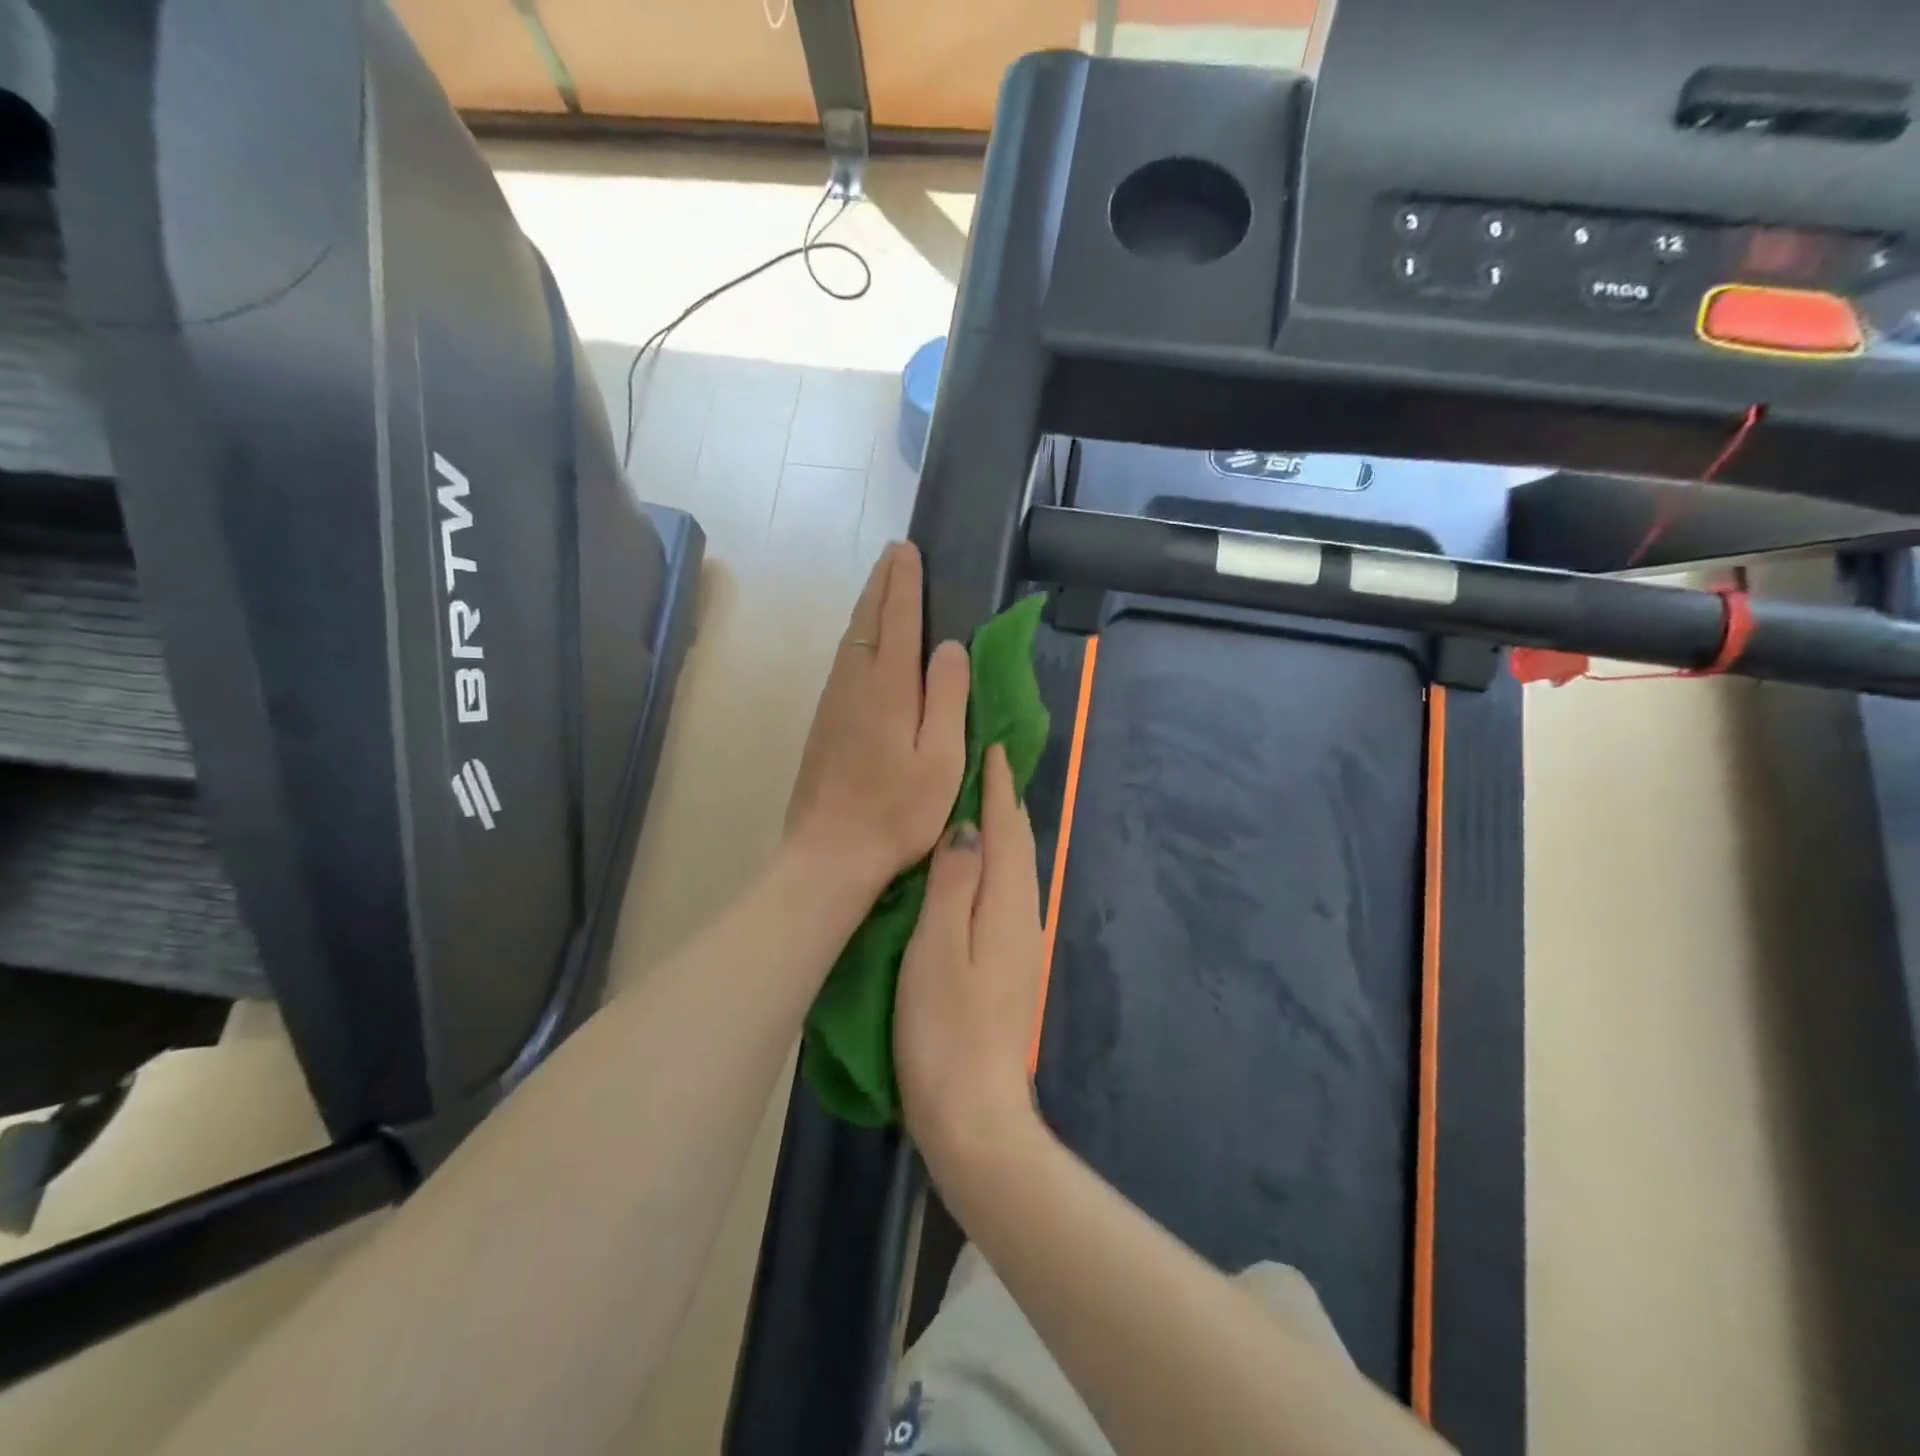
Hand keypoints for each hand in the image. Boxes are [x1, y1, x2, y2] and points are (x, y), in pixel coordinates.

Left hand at [784, 543, 969, 897]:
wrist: (829, 853)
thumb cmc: (897, 812)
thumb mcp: (941, 758)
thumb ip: (948, 697)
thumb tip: (951, 646)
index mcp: (889, 688)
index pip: (899, 618)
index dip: (905, 582)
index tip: (908, 550)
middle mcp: (855, 683)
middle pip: (868, 619)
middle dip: (882, 583)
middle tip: (895, 554)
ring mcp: (834, 702)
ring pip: (852, 638)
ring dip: (868, 605)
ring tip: (882, 585)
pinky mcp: (824, 722)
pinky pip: (844, 661)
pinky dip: (858, 635)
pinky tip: (864, 641)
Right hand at [895, 744, 1047, 1172]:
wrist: (975, 1115)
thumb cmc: (944, 1030)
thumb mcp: (937, 949)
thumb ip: (953, 884)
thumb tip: (966, 827)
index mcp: (1005, 905)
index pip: (1004, 829)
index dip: (997, 787)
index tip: (992, 746)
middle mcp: (1023, 916)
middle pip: (1018, 845)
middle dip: (1005, 802)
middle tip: (986, 763)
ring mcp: (1021, 944)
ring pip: (1015, 869)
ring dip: (1003, 831)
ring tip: (981, 803)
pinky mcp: (1011, 966)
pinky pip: (1007, 893)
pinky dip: (997, 864)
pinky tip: (979, 870)